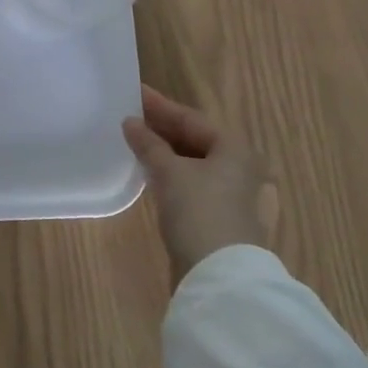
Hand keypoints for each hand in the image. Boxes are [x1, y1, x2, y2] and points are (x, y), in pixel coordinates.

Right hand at [122, 85, 279, 283]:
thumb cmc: (199, 212)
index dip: (160, 106)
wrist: (219, 275)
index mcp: (234, 150)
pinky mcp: (217, 215)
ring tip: (134, 138)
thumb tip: (130, 122)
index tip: (134, 92)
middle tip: (130, 114)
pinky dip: (169, 171)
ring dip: (163, 150)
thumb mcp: (169, 172)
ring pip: (191, 161)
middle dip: (162, 127)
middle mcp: (238, 167)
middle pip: (194, 139)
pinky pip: (189, 181)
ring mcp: (229, 194)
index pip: (192, 118)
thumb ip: (149, 144)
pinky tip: (148, 169)